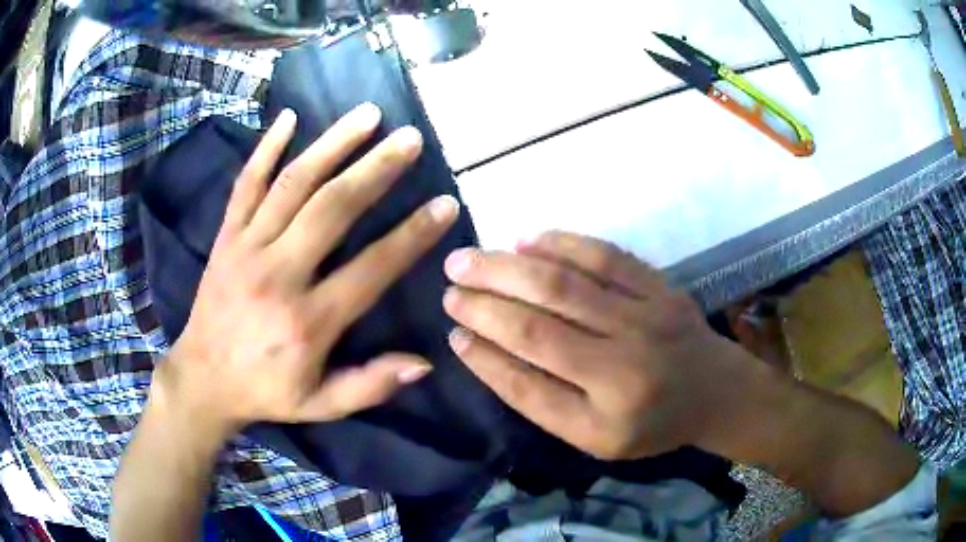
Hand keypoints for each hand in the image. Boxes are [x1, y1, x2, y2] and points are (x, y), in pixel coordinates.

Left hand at [152, 104, 459, 436]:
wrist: (203, 379)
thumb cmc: (266, 392)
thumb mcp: (321, 404)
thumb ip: (370, 385)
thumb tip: (424, 363)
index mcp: (307, 322)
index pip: (371, 268)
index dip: (413, 235)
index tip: (445, 204)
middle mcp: (277, 275)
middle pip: (332, 209)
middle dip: (376, 169)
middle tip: (410, 139)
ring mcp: (246, 249)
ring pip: (292, 184)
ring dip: (332, 144)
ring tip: (368, 114)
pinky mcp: (225, 237)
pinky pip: (245, 185)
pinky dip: (266, 148)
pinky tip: (289, 118)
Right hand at [442, 231, 756, 459]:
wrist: (713, 392)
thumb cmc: (649, 423)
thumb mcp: (592, 437)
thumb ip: (538, 399)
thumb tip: (480, 349)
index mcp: (607, 412)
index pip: (528, 380)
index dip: (484, 352)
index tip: (451, 329)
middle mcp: (626, 361)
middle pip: (542, 320)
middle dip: (486, 298)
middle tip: (449, 280)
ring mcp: (646, 315)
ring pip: (565, 282)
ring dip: (510, 266)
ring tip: (470, 257)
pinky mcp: (658, 286)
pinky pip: (604, 256)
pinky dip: (560, 243)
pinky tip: (527, 239)